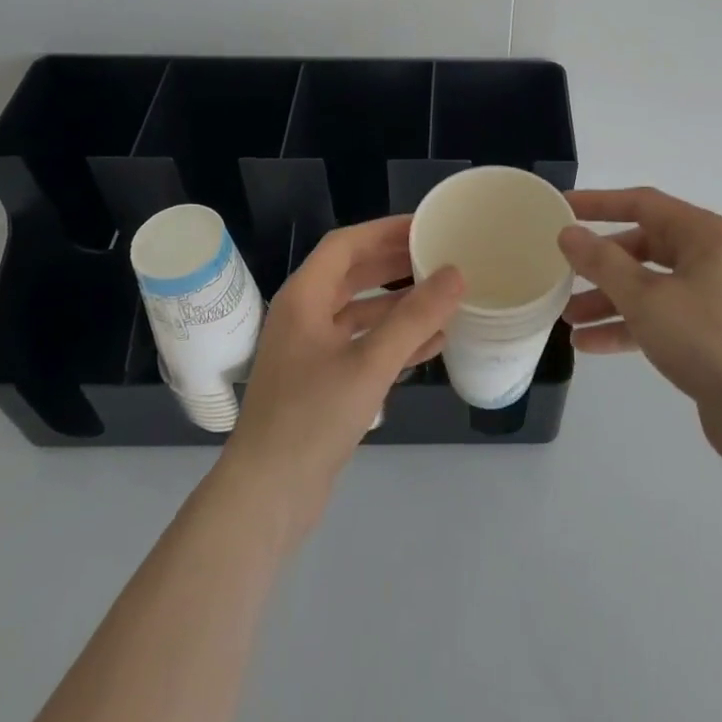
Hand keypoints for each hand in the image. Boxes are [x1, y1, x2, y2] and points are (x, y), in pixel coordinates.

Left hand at [224, 216, 463, 541]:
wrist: (266, 497)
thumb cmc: (311, 418)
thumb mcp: (369, 363)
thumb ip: (414, 318)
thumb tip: (456, 274)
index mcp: (304, 298)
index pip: (346, 244)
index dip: (385, 230)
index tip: (425, 224)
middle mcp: (304, 316)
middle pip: (354, 274)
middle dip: (395, 263)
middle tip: (440, 254)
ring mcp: (311, 351)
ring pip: (361, 311)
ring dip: (399, 303)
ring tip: (443, 296)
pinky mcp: (321, 382)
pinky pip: (363, 345)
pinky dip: (394, 340)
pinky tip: (432, 345)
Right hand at [559, 188, 721, 477]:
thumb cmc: (708, 339)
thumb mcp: (646, 298)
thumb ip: (603, 263)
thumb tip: (569, 233)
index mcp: (701, 234)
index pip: (642, 203)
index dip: (599, 203)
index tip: (562, 207)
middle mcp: (707, 259)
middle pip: (642, 247)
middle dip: (600, 262)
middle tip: (561, 270)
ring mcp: (709, 299)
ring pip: (647, 287)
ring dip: (607, 299)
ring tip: (566, 317)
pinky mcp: (707, 336)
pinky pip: (657, 320)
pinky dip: (626, 327)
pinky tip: (588, 345)